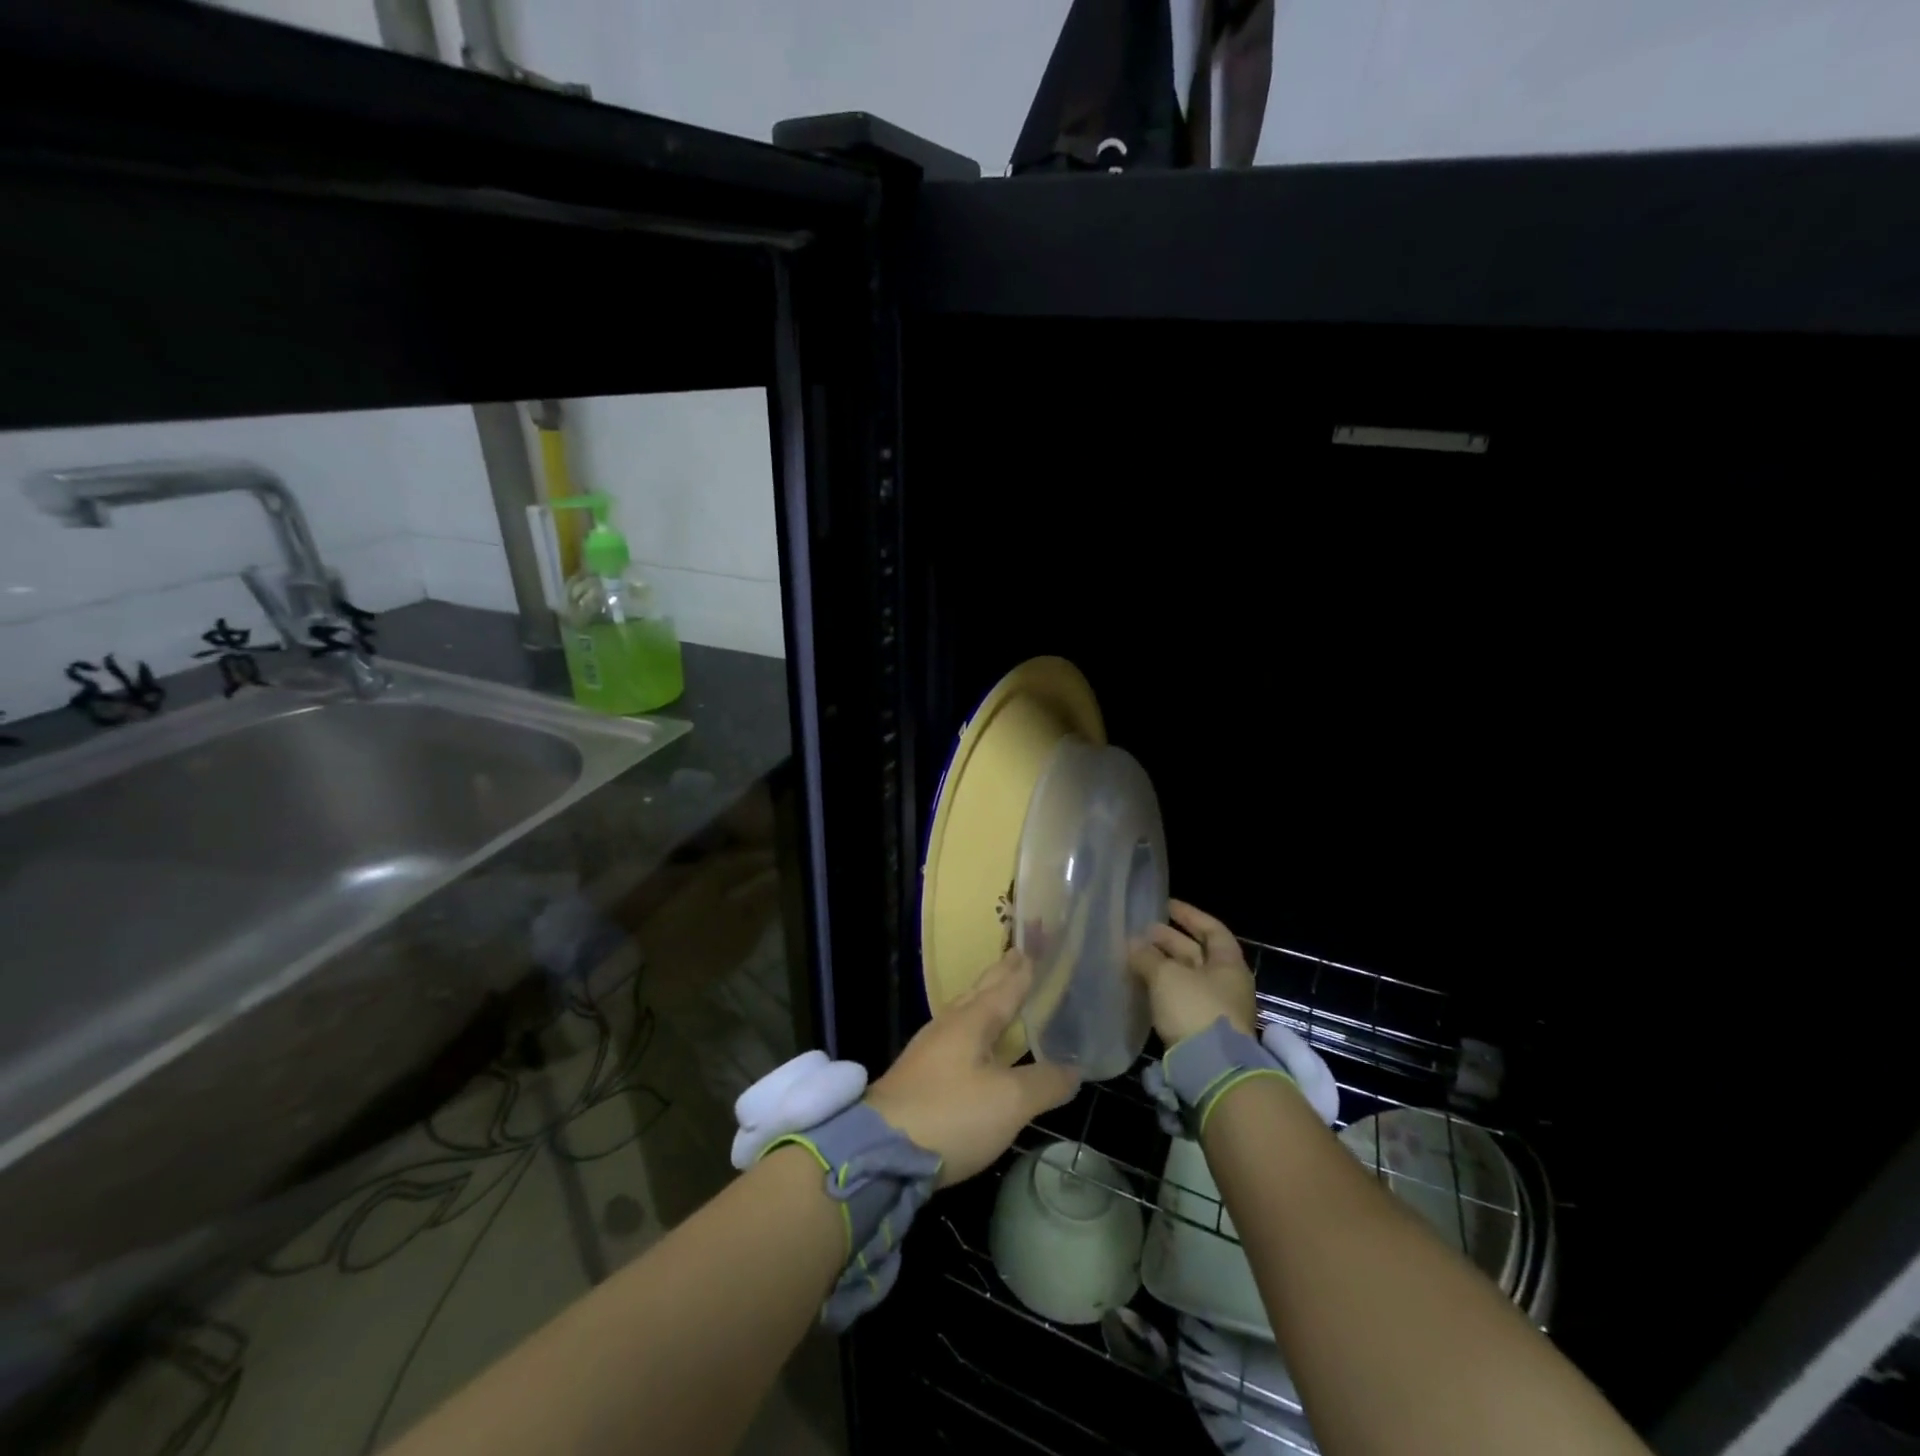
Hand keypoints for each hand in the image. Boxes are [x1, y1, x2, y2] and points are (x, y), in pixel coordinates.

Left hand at [865, 950, 1080, 1187]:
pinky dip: (977, 1028)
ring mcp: (931, 1049)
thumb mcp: (1010, 1102)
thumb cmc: (951, 1114)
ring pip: (966, 1013)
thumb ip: (1045, 1083)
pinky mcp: (921, 1075)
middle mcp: (949, 1025)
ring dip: (987, 999)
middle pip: (981, 992)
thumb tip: (1074, 1069)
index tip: (1036, 945)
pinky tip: (978, 1044)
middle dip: (1003, 975)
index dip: (1024, 968)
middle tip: (1021, 956)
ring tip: (1003, 993)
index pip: (1005, 985)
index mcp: (972, 1020)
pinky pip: (958, 1037)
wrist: (881, 1151)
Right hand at [1130, 900, 1257, 1044]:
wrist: (1211, 1070)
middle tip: (1142, 932)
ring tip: (1135, 956)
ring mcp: (1215, 1009)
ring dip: (1162, 966)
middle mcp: (1226, 984)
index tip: (1166, 905)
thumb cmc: (1195, 1009)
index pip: (1212, 929)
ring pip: (1186, 978)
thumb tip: (1133, 944)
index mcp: (1228, 964)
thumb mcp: (1167, 976)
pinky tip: (1141, 985)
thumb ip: (1148, 956)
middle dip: (1169, 941)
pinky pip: (1179, 1000)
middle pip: (1197, 954)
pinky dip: (1162, 989)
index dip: (1189, 915)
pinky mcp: (1200, 1032)